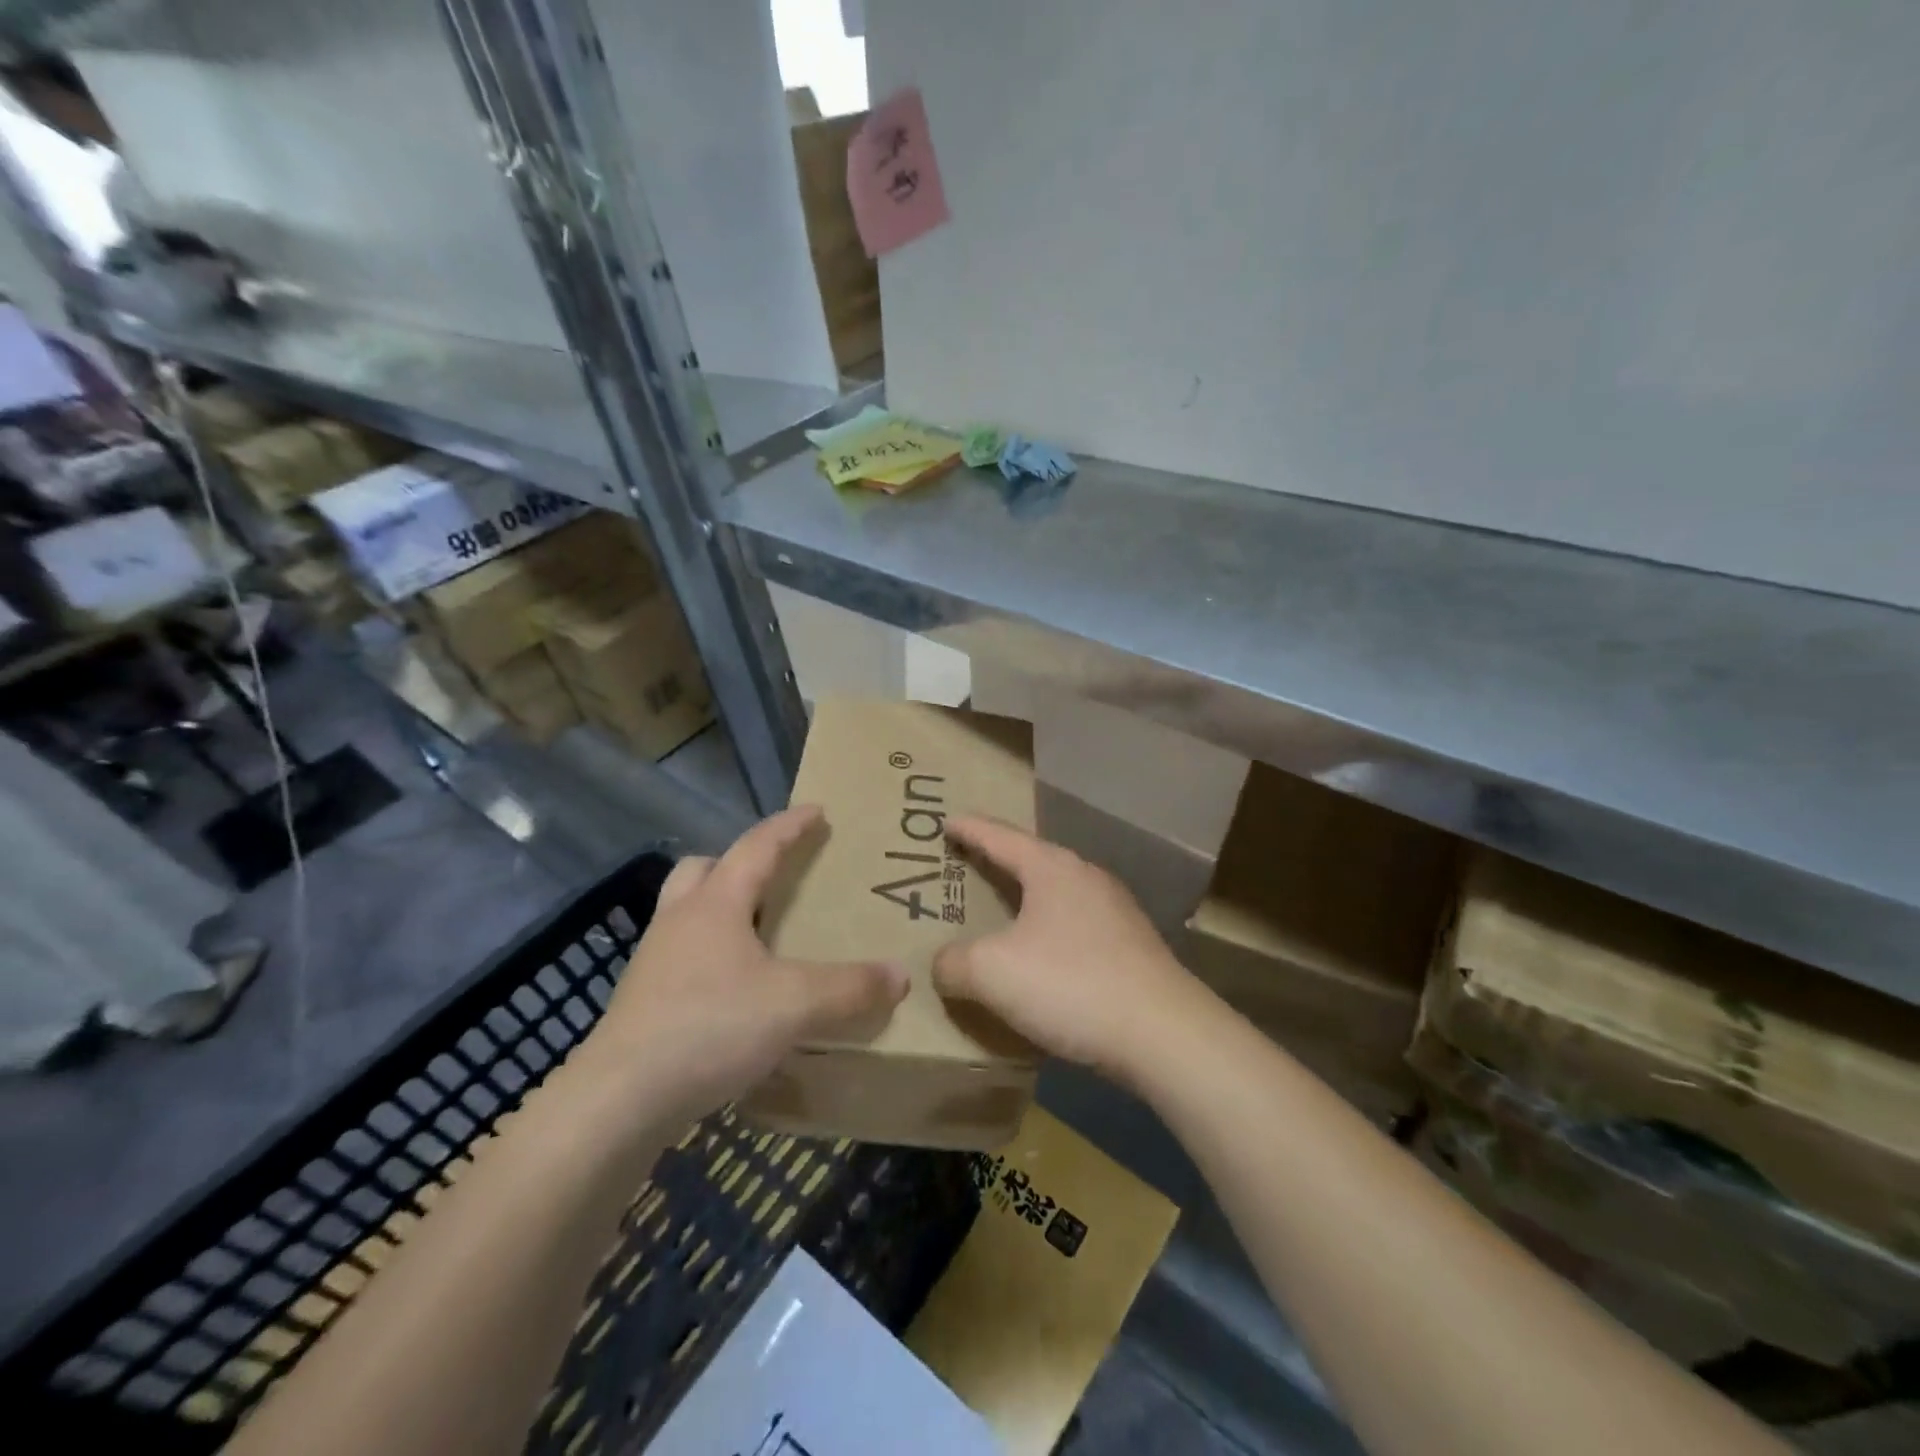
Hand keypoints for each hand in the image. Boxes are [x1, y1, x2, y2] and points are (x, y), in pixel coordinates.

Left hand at [584, 806, 906, 1127]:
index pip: (756, 846)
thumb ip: (850, 988)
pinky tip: (735, 992)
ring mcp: (654, 963)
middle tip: (773, 878)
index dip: (789, 826)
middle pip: (703, 869)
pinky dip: (710, 957)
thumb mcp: (794, 1005)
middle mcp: (679, 922)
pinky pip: (681, 958)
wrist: (618, 1101)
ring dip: (720, 911)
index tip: (816, 811)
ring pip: (687, 914)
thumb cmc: (709, 1028)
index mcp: (715, 904)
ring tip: (758, 936)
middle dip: (739, 863)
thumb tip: (899, 975)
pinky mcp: (643, 1003)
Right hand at [932, 816, 1206, 1086]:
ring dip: (1025, 900)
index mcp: (1051, 868)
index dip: (968, 829)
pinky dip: (1048, 930)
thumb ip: (953, 962)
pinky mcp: (1131, 945)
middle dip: (997, 862)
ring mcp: (1115, 910)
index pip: (999, 836)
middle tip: (966, 865)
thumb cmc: (1070, 984)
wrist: (1163, 1033)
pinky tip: (1041, 956)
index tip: (946, 821)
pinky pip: (1075, 925)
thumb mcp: (991, 972)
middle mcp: (1086, 877)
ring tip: (1000, 910)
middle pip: (1031, 860)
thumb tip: (945, 963)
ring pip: (1056, 894)